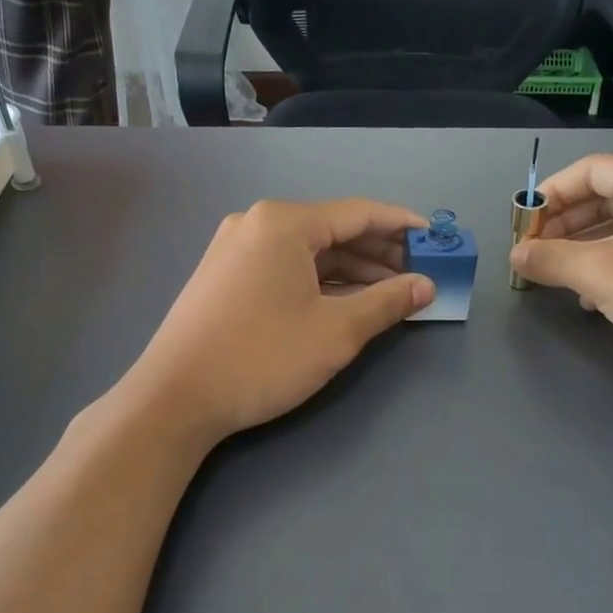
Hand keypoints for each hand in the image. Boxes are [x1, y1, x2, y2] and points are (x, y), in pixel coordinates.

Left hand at [127, 198, 434, 443]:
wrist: (174, 398)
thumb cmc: (262, 357)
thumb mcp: (336, 331)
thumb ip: (387, 303)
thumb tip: (426, 286)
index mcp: (284, 223)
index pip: (359, 214)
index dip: (403, 226)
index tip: (437, 239)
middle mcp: (257, 224)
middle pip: (334, 230)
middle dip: (380, 252)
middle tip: (420, 273)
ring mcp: (236, 250)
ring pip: (309, 252)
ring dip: (353, 271)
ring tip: (392, 292)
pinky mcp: (225, 277)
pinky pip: (286, 268)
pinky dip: (321, 282)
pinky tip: (348, 301)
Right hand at [509, 155, 612, 401]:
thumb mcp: (600, 273)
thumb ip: (551, 259)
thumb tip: (515, 255)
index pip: (591, 169)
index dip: (551, 192)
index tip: (523, 223)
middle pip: (606, 198)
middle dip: (564, 224)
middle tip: (534, 251)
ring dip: (583, 250)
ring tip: (555, 276)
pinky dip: (609, 271)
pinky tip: (591, 299)